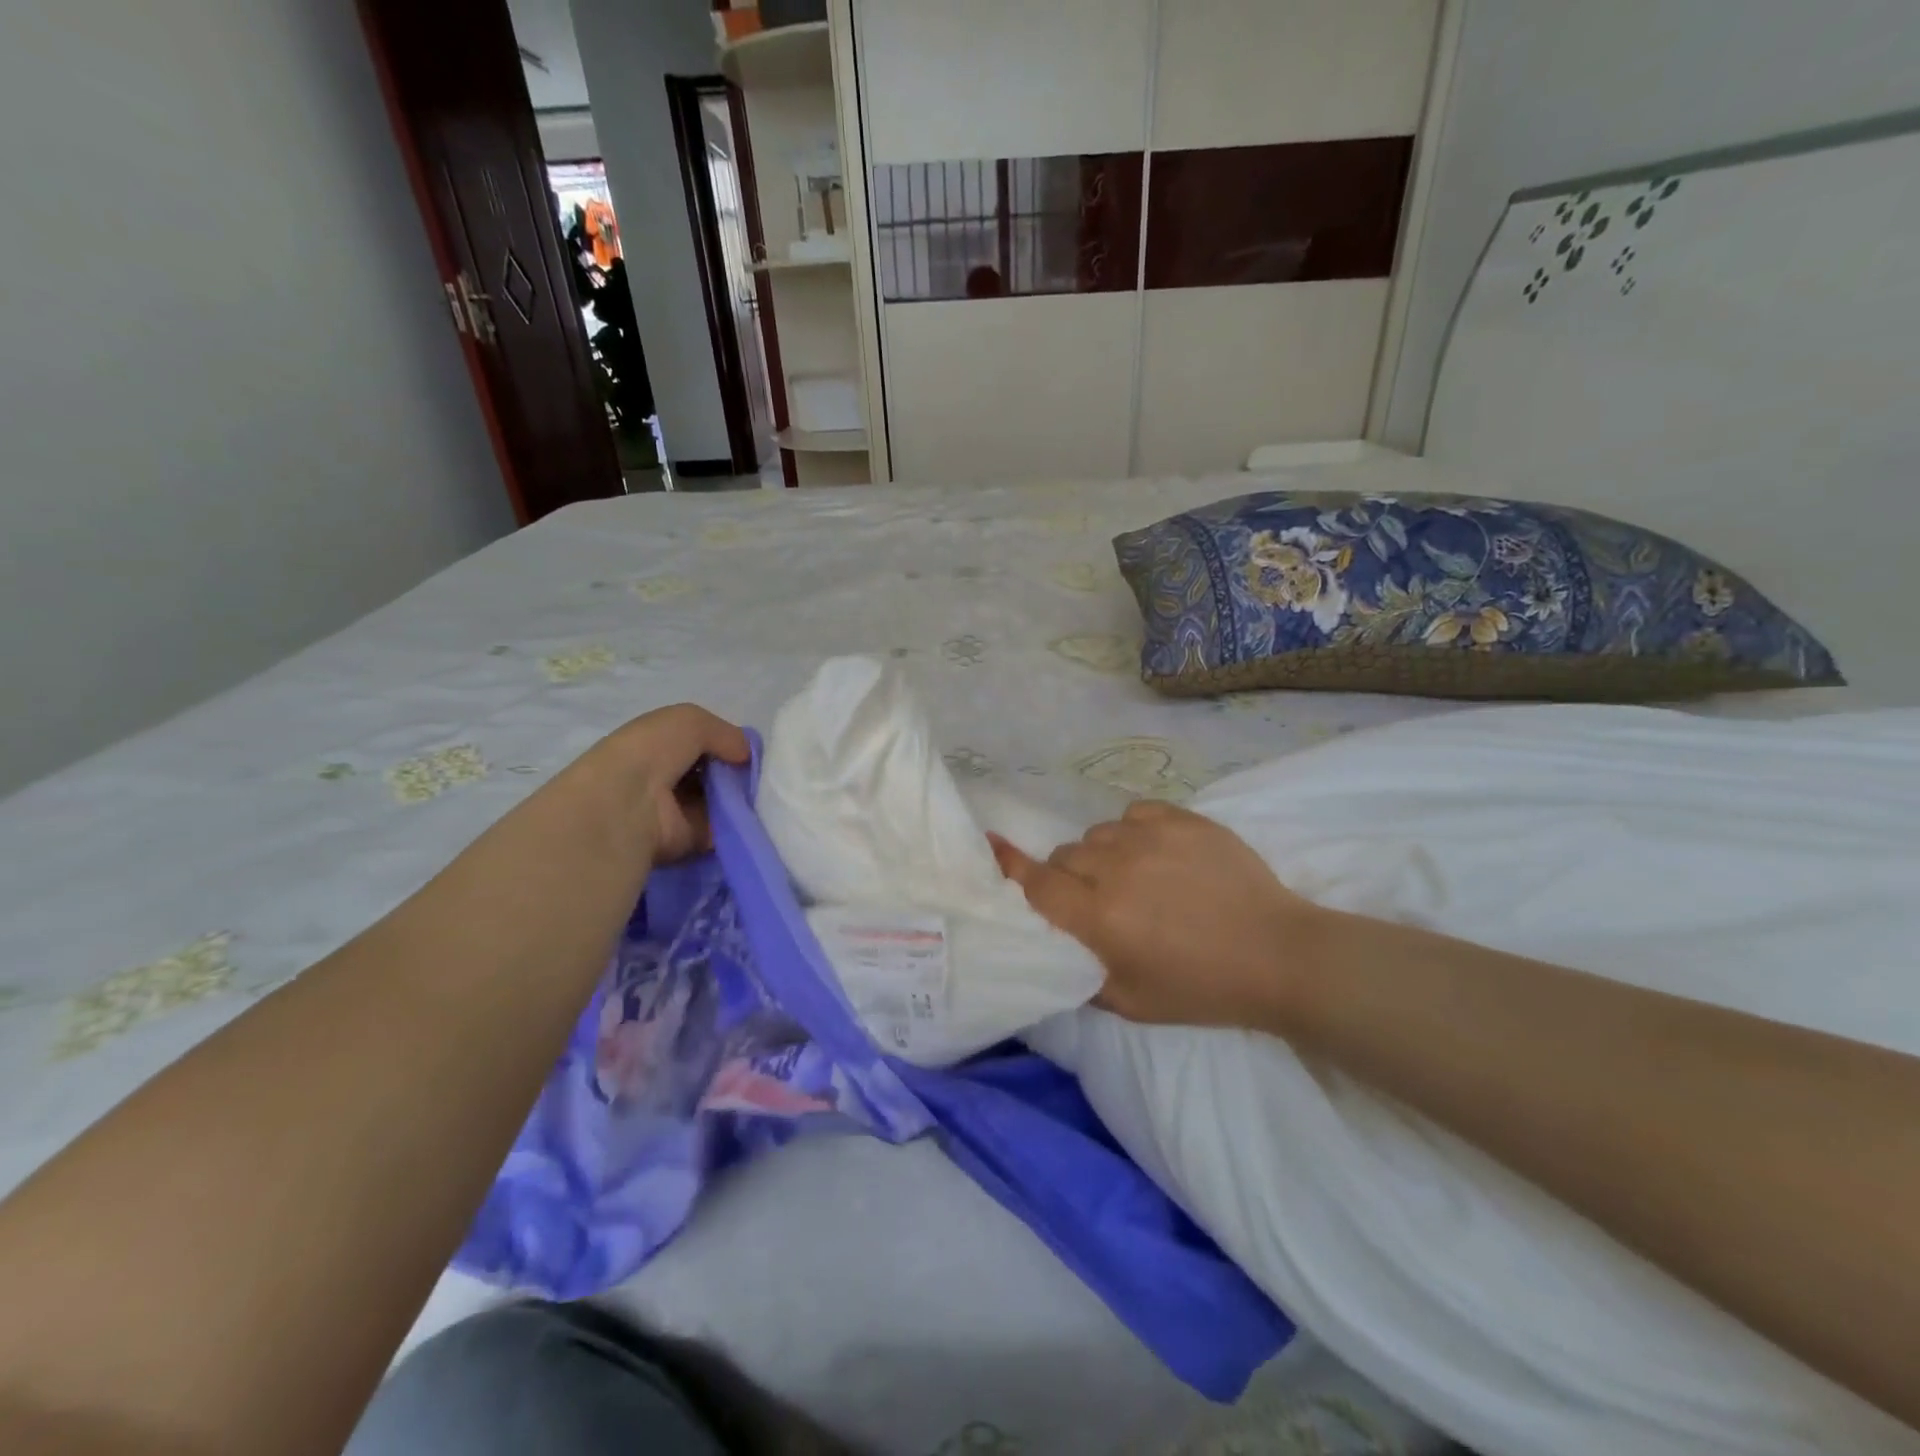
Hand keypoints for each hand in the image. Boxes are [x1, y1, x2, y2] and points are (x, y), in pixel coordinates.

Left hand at [587, 705, 751, 864]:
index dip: (725, 744)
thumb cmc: (651, 753)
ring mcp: (677, 811)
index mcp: (657, 746)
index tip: (747, 749)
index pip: (700, 744)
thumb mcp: (689, 720)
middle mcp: (665, 778)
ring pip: (722, 800)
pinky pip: (724, 828)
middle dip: (737, 772)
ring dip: (741, 797)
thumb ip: (724, 732)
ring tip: (762, 791)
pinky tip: (756, 812)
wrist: (626, 805)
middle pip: (713, 773)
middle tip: (759, 772)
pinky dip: (741, 822)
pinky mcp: (690, 840)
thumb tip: (744, 754)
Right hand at [990, 800, 1318, 1031]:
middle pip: (1064, 857)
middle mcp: (1114, 869)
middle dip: (1070, 878)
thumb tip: (1052, 945)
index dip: (1010, 866)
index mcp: (1098, 917)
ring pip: (1097, 834)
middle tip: (1099, 902)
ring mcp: (1150, 837)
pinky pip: (1133, 813)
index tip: (992, 846)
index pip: (1035, 883)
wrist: (1279, 955)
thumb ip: (1079, 974)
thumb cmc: (1202, 989)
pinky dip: (1134, 831)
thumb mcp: (1131, 1004)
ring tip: (1134, 878)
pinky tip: (1157, 853)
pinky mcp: (1182, 819)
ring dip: (1102, 855)